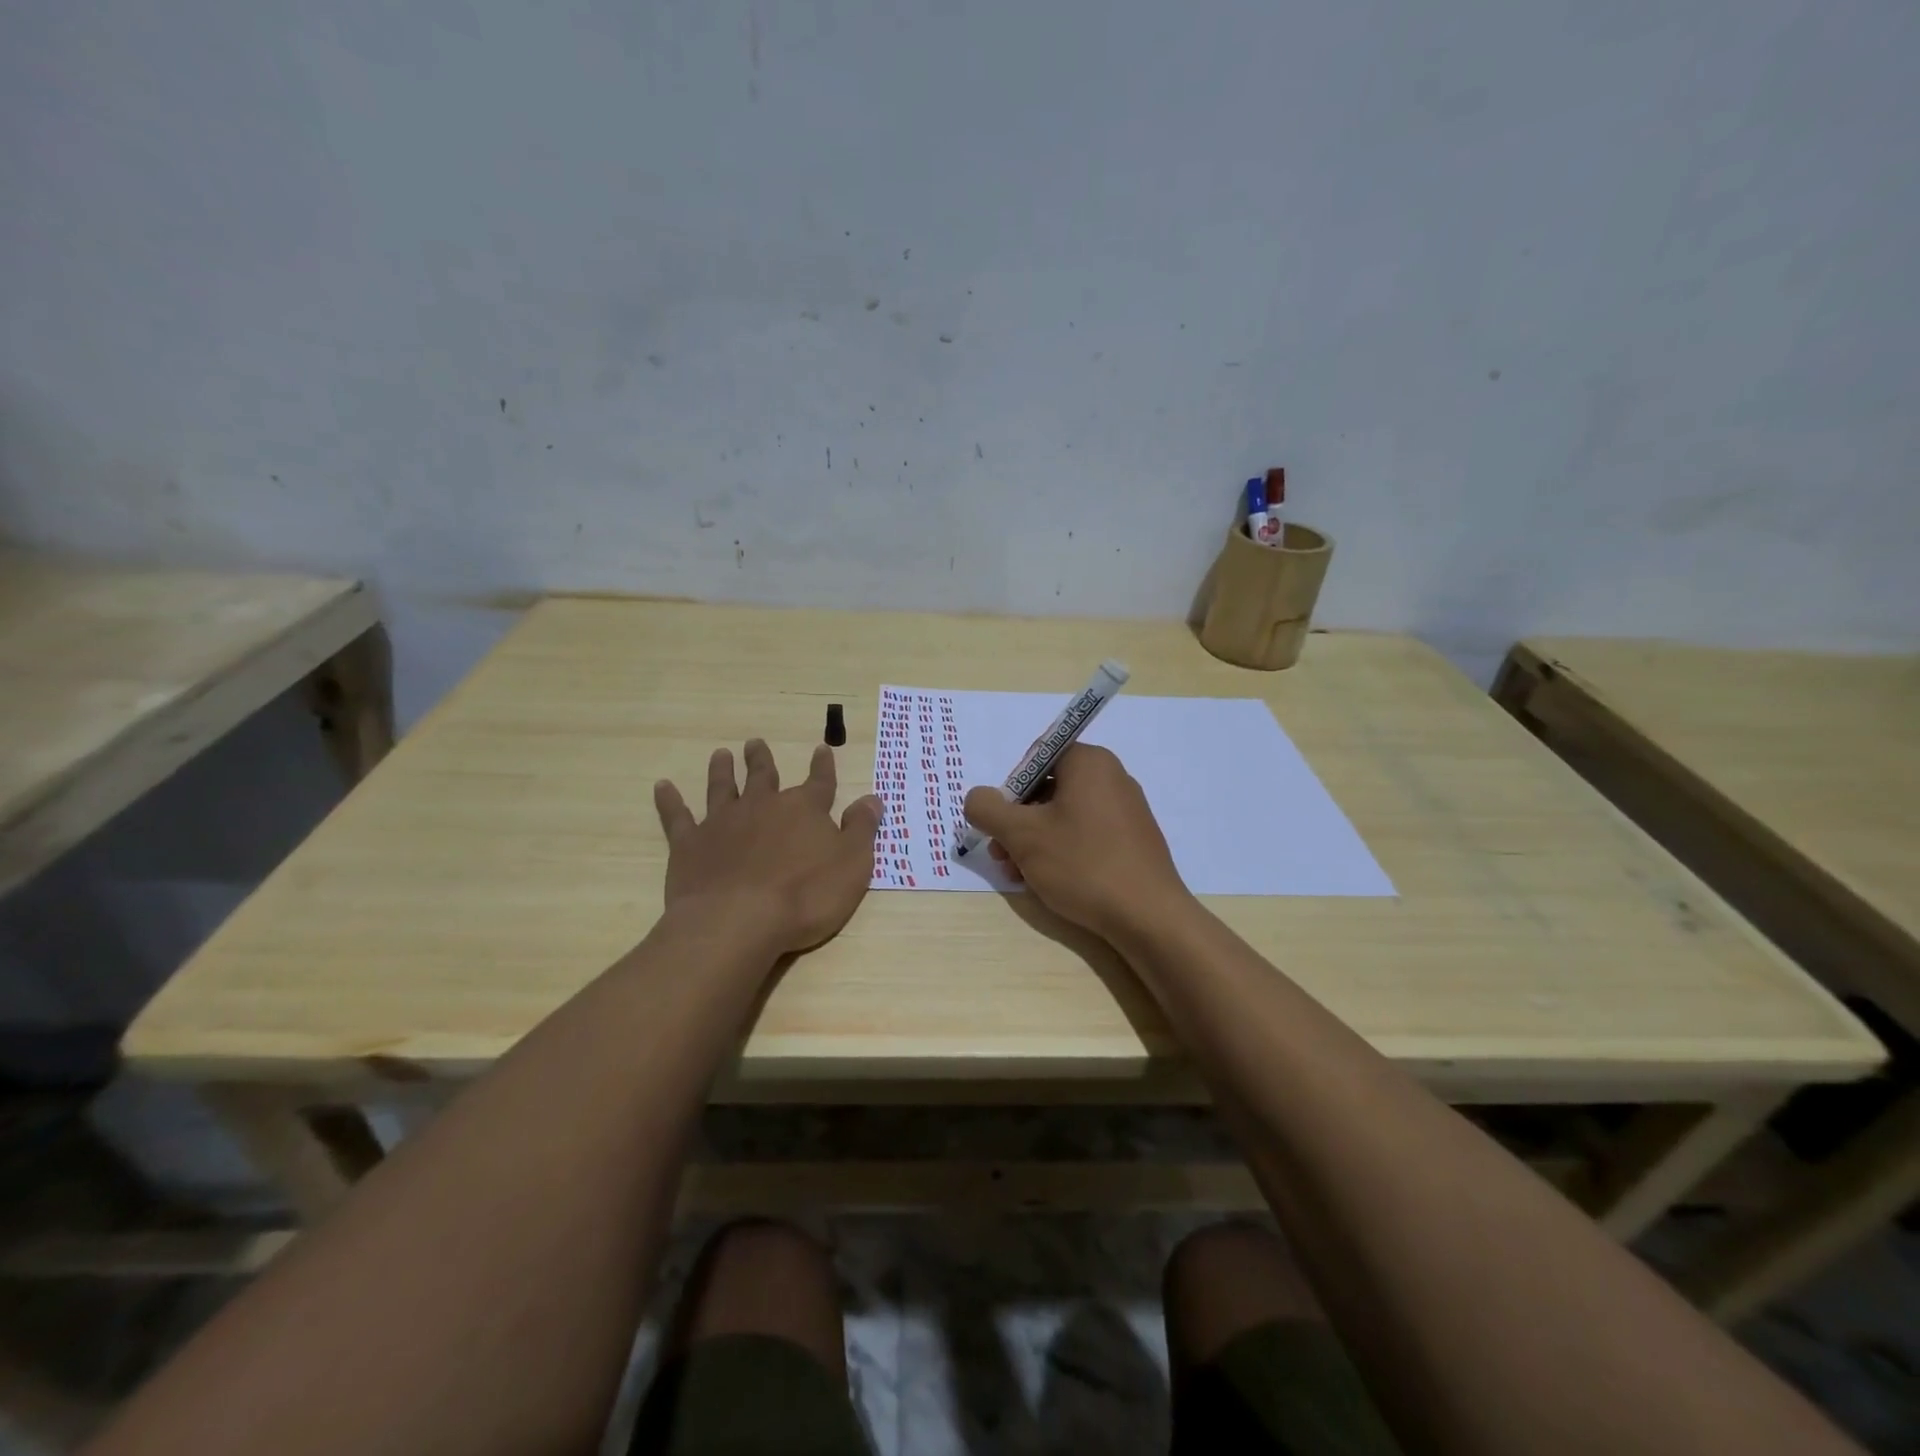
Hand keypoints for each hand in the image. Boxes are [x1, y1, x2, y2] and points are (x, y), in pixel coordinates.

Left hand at [654, 740, 883, 954]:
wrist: (739, 921)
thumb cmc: (805, 896)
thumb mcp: (853, 864)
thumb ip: (861, 829)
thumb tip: (872, 798)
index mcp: (804, 809)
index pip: (819, 782)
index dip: (822, 766)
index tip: (821, 749)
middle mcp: (762, 806)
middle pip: (764, 776)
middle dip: (762, 760)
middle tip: (755, 743)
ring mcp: (722, 823)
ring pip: (722, 788)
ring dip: (722, 771)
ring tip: (721, 754)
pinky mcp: (689, 844)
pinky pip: (677, 816)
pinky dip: (670, 801)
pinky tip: (663, 787)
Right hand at [963, 744, 1189, 938]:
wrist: (1148, 917)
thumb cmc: (1082, 864)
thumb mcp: (1022, 834)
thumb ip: (988, 809)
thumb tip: (977, 798)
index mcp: (1090, 762)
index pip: (1037, 757)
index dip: (1011, 788)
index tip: (1000, 822)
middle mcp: (1112, 777)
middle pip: (1048, 789)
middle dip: (1018, 821)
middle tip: (1002, 855)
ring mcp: (1126, 811)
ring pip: (1064, 816)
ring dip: (1034, 841)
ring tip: (1019, 876)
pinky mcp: (1133, 841)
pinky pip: (1086, 835)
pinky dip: (1062, 851)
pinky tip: (1048, 882)